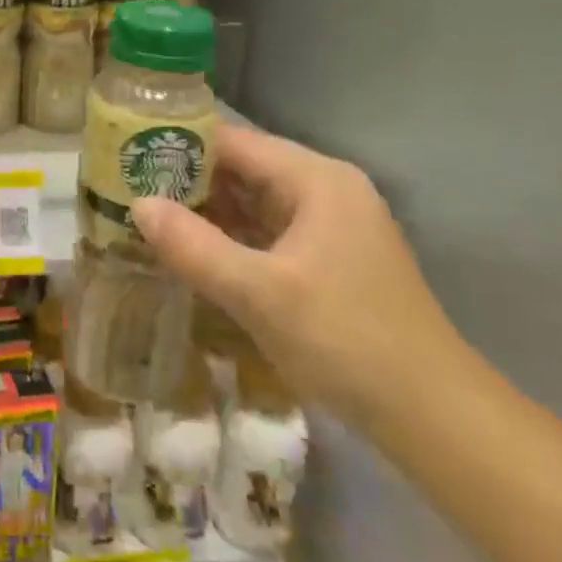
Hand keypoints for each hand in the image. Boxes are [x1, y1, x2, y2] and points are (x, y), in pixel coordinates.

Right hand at [133, 126, 471, 430]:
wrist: (436, 419)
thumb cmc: (347, 341)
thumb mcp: (259, 293)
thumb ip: (194, 246)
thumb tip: (137, 206)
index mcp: (315, 179)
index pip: (232, 142)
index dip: (178, 145)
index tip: (127, 157)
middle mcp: (324, 190)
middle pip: (241, 168)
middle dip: (186, 180)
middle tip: (126, 190)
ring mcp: (329, 226)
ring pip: (252, 202)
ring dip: (205, 211)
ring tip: (145, 216)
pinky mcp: (328, 260)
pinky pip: (266, 232)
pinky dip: (229, 238)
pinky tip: (190, 251)